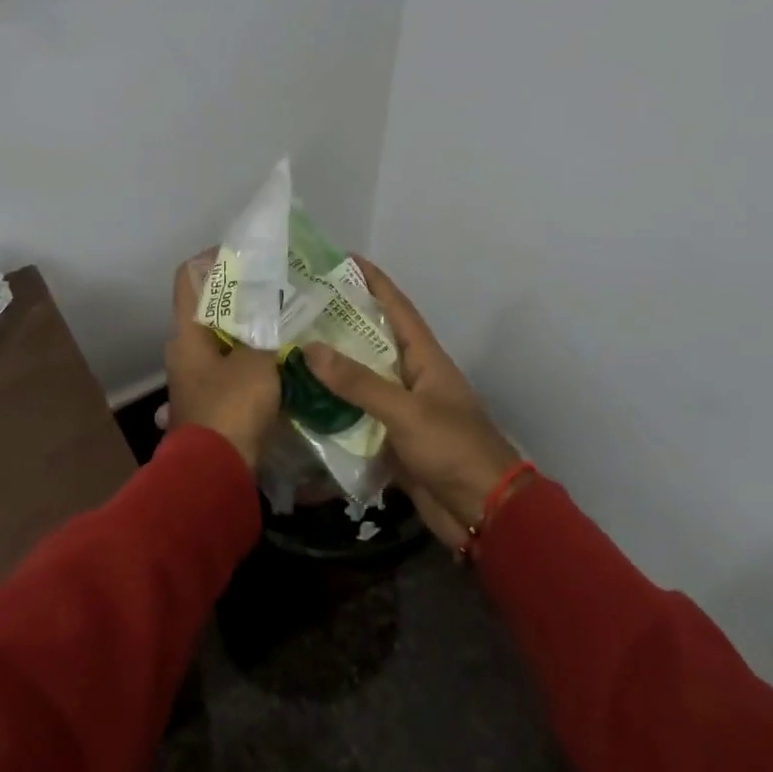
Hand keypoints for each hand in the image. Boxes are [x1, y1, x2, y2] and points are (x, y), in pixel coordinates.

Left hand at [165, 253, 280, 467]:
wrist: (215, 474)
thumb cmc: (231, 408)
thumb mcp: (256, 363)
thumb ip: (265, 332)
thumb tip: (274, 313)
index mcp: (185, 334)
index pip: (188, 278)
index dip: (212, 259)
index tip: (246, 256)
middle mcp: (183, 352)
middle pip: (209, 310)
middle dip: (241, 299)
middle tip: (276, 291)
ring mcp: (195, 380)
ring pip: (222, 342)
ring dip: (250, 332)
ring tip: (285, 323)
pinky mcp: (210, 404)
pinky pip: (231, 369)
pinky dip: (251, 361)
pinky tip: (281, 361)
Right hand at [302, 261, 524, 549]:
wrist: (483, 512)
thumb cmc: (453, 448)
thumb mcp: (406, 411)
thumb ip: (359, 383)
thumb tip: (310, 349)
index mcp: (425, 358)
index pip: (397, 308)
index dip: (374, 281)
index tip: (344, 259)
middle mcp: (411, 378)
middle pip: (372, 342)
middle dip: (339, 324)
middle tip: (299, 307)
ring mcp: (400, 411)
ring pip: (359, 382)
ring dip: (330, 370)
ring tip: (289, 350)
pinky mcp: (390, 441)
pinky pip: (355, 418)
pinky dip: (331, 412)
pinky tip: (300, 406)